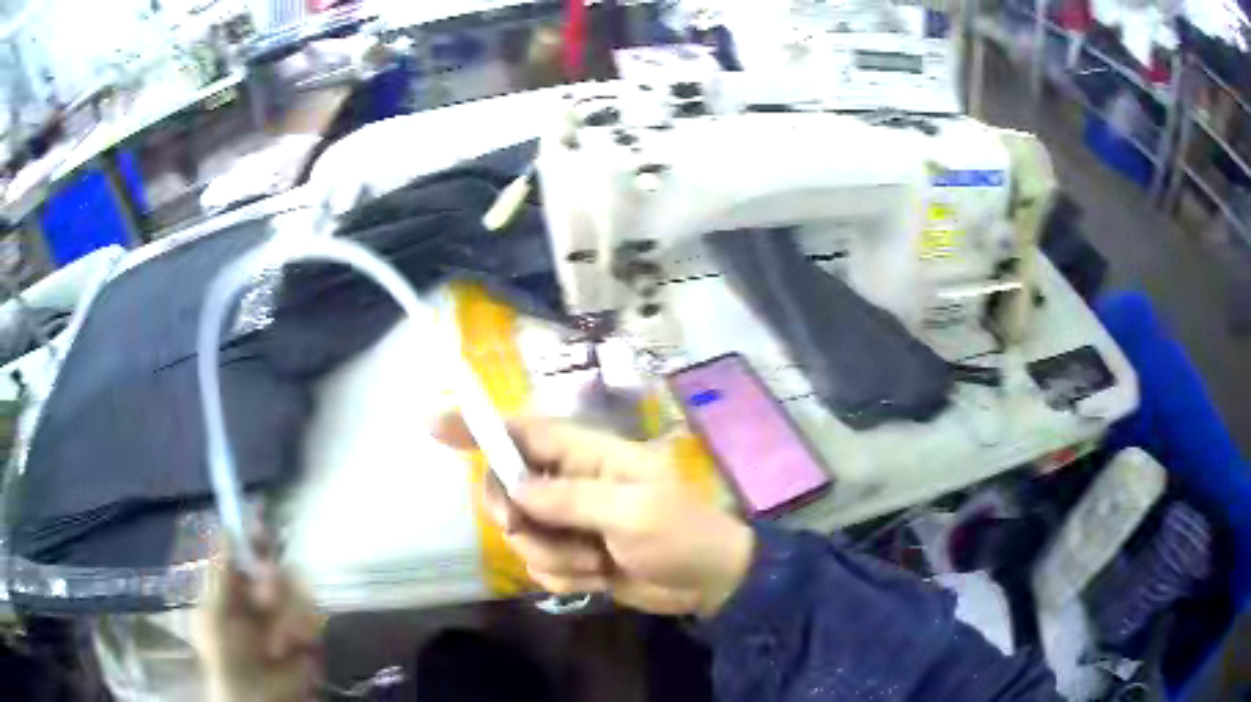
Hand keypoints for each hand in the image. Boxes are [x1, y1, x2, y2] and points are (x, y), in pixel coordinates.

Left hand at [195, 537, 322, 701]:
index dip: (253, 534)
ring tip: (278, 644)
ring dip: (288, 616)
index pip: (246, 550)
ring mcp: (286, 614)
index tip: (261, 523)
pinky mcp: (308, 634)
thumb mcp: (213, 613)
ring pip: (299, 589)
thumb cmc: (225, 656)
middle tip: (266, 598)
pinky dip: (304, 632)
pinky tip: (294, 649)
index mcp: (233, 586)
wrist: (258, 699)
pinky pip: (314, 617)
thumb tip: (227, 527)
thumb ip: (219, 572)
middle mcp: (260, 595)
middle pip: (277, 565)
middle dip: (274, 581)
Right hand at [435, 414, 754, 617]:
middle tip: (527, 527)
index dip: (478, 425)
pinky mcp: (574, 555)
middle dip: (516, 515)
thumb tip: (515, 489)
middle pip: (508, 487)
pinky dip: (564, 577)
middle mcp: (572, 483)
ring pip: (523, 534)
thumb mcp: (631, 513)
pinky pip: (540, 565)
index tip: (433, 425)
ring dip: (554, 556)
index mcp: (590, 455)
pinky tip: (599, 578)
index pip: (523, 431)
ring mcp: (571, 522)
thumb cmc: (682, 535)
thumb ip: (570, 498)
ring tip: (598, 561)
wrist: (709, 583)